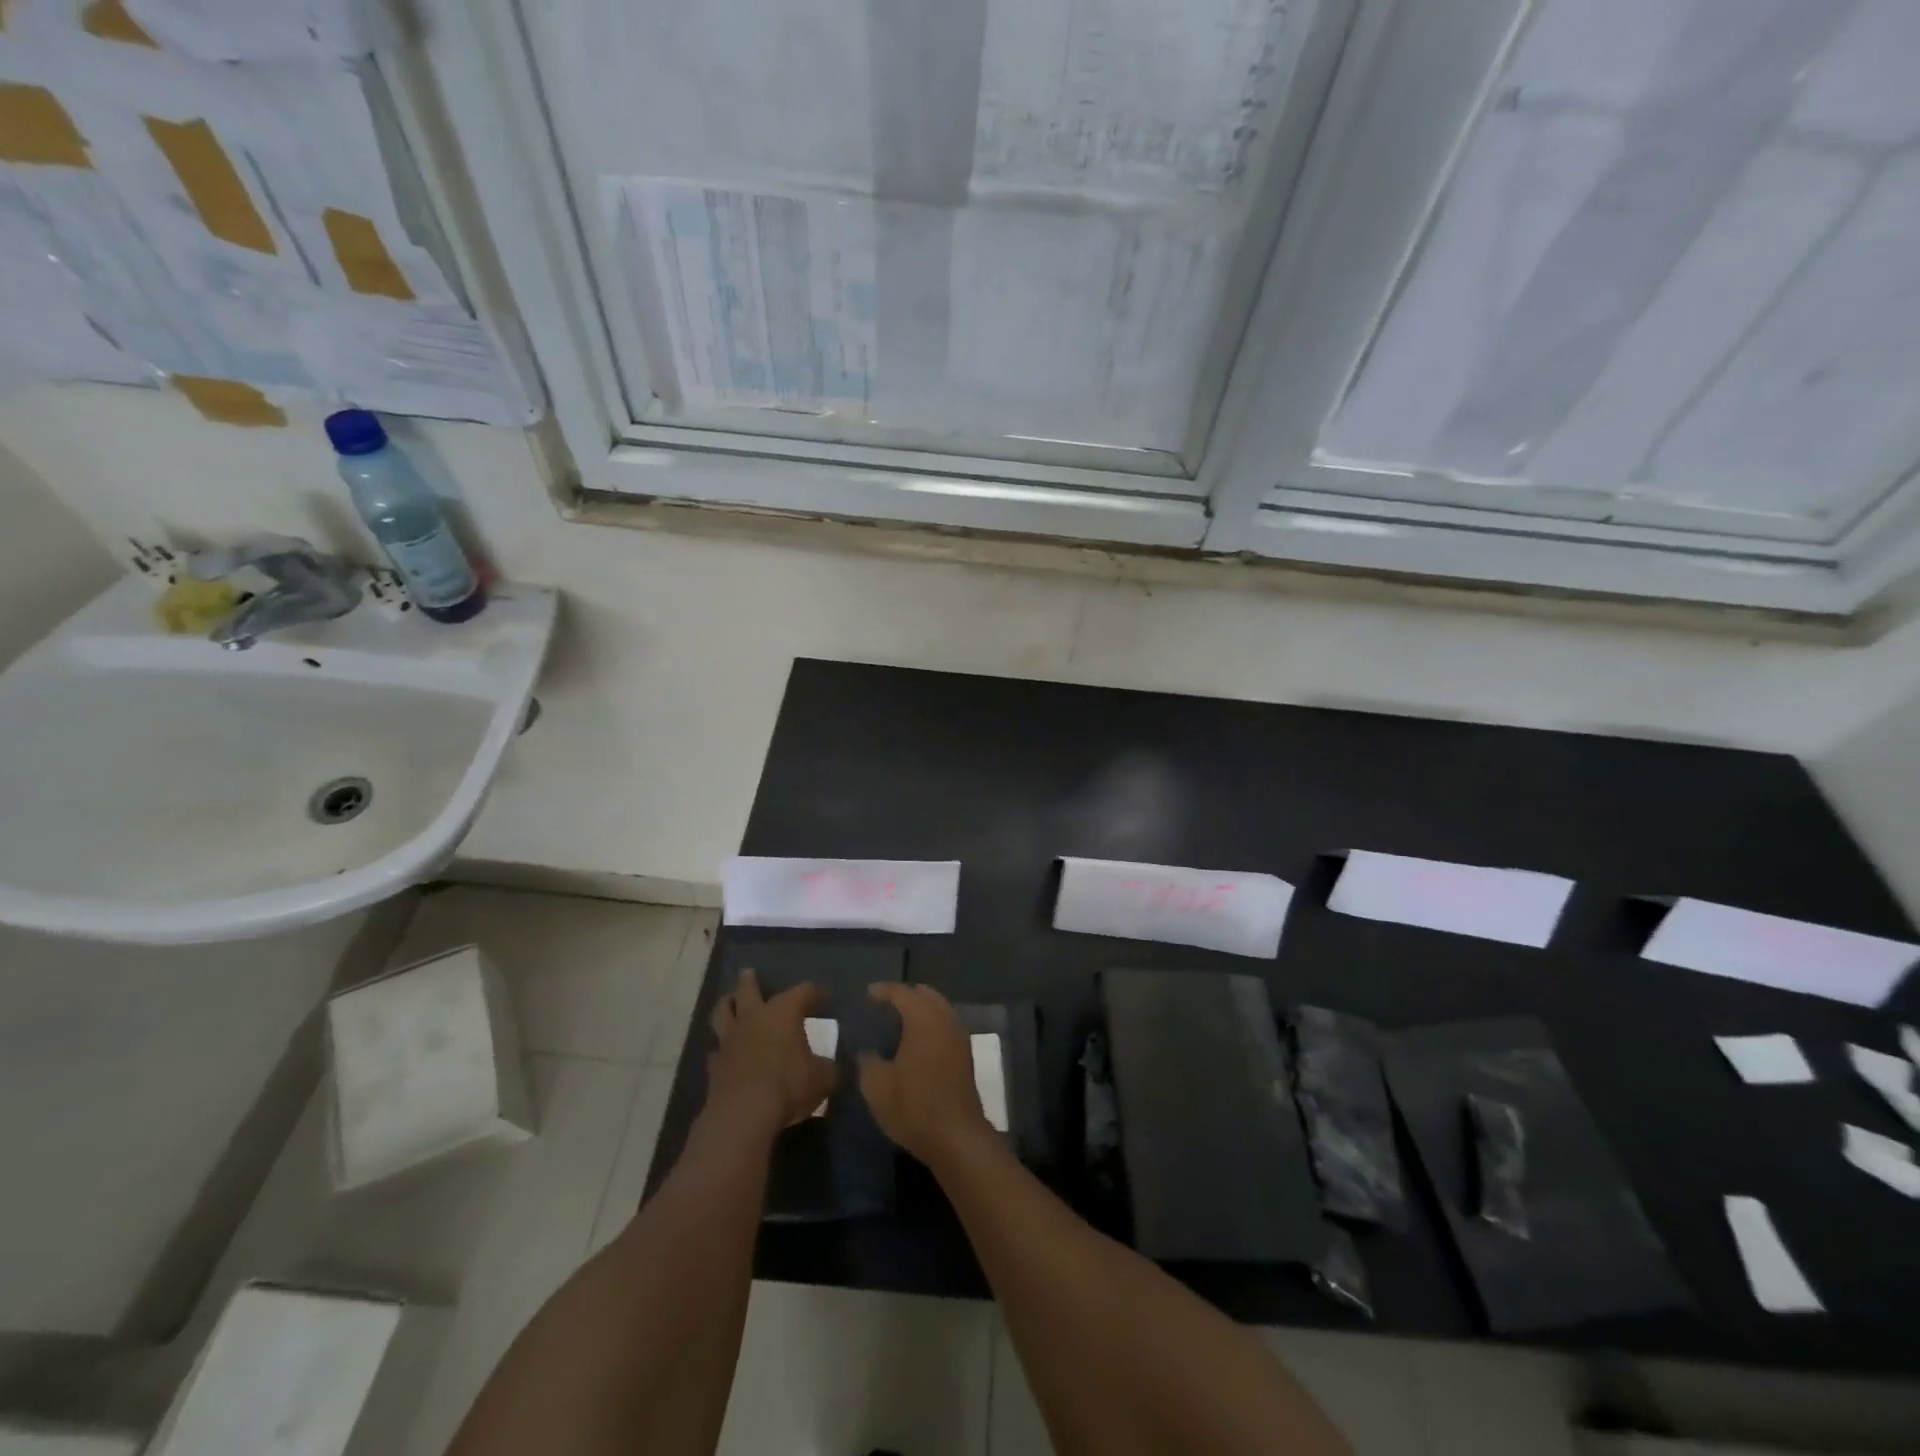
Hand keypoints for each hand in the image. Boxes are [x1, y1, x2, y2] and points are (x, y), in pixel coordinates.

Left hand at [703, 970, 835, 1137]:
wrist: (743, 1114)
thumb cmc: (788, 1085)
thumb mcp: (822, 1078)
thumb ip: (828, 1068)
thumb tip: (832, 1067)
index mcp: (784, 1011)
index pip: (803, 990)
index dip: (815, 992)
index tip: (825, 998)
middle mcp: (754, 1017)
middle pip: (749, 989)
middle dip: (751, 980)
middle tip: (750, 973)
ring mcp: (730, 1039)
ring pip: (723, 1011)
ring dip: (728, 1004)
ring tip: (730, 1001)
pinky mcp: (715, 1064)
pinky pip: (717, 1048)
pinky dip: (722, 1047)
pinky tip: (726, 1051)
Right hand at [858, 983, 993, 1167]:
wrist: (956, 1137)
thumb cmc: (914, 1106)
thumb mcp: (876, 1087)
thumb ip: (867, 1062)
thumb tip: (866, 1052)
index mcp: (923, 1019)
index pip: (902, 992)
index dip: (883, 990)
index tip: (868, 994)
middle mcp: (944, 1020)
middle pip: (926, 995)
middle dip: (906, 995)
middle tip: (885, 1004)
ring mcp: (959, 1037)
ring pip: (940, 1009)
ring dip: (922, 1008)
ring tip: (900, 1020)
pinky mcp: (965, 1055)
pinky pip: (946, 1025)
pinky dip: (932, 1023)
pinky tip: (918, 1040)